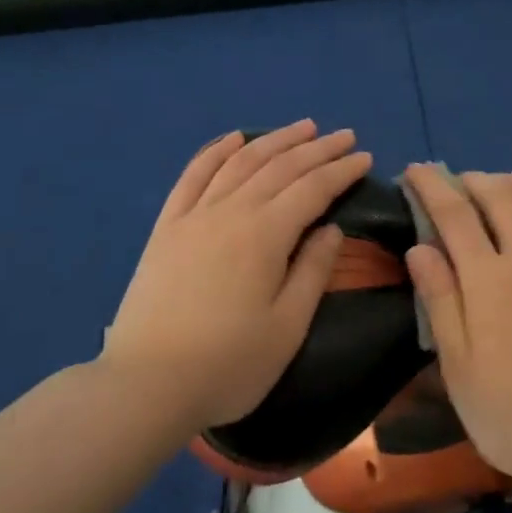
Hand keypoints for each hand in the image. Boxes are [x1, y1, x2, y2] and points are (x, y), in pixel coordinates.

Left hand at [103, 122, 372, 431]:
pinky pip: (193, 175)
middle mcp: (232, 211)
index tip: (365, 157)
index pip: (313, 188)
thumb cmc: (228, 364)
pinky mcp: (167, 227)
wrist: (146, 385)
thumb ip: (312, 271)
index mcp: (265, 234)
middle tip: (344, 136)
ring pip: (241, 162)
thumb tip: (331, 229)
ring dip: (275, 140)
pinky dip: (215, 151)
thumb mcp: (287, 327)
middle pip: (281, 167)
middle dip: (317, 148)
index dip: (341, 170)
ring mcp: (195, 215)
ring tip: (302, 127)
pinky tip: (233, 138)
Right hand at [402, 167, 511, 488]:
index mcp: (488, 279)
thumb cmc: (510, 414)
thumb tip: (419, 247)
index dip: (431, 185)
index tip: (416, 169)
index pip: (453, 214)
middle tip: (459, 181)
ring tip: (506, 181)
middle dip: (475, 180)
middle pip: (500, 199)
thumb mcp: (458, 365)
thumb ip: (441, 300)